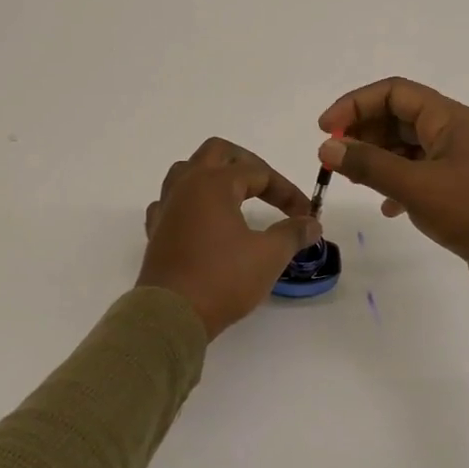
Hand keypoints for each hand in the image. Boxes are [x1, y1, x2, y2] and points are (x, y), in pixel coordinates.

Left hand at [139, 138, 321, 339]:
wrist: (172, 314)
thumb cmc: (222, 279)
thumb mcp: (269, 256)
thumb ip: (293, 233)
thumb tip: (312, 224)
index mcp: (214, 183)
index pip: (259, 172)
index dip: (287, 191)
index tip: (306, 215)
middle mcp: (186, 186)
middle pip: (217, 153)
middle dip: (248, 164)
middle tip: (269, 186)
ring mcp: (167, 207)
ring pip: (187, 171)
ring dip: (214, 176)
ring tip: (235, 196)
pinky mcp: (156, 231)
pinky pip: (171, 202)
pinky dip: (190, 203)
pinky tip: (201, 220)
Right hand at [318, 78, 468, 295]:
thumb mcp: (416, 186)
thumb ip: (369, 165)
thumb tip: (327, 146)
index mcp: (449, 119)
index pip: (394, 93)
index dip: (355, 104)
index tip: (325, 129)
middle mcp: (455, 133)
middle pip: (399, 118)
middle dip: (364, 133)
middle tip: (335, 157)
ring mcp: (460, 162)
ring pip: (408, 148)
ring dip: (378, 159)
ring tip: (354, 181)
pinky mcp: (462, 190)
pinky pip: (420, 175)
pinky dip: (398, 185)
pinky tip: (388, 209)